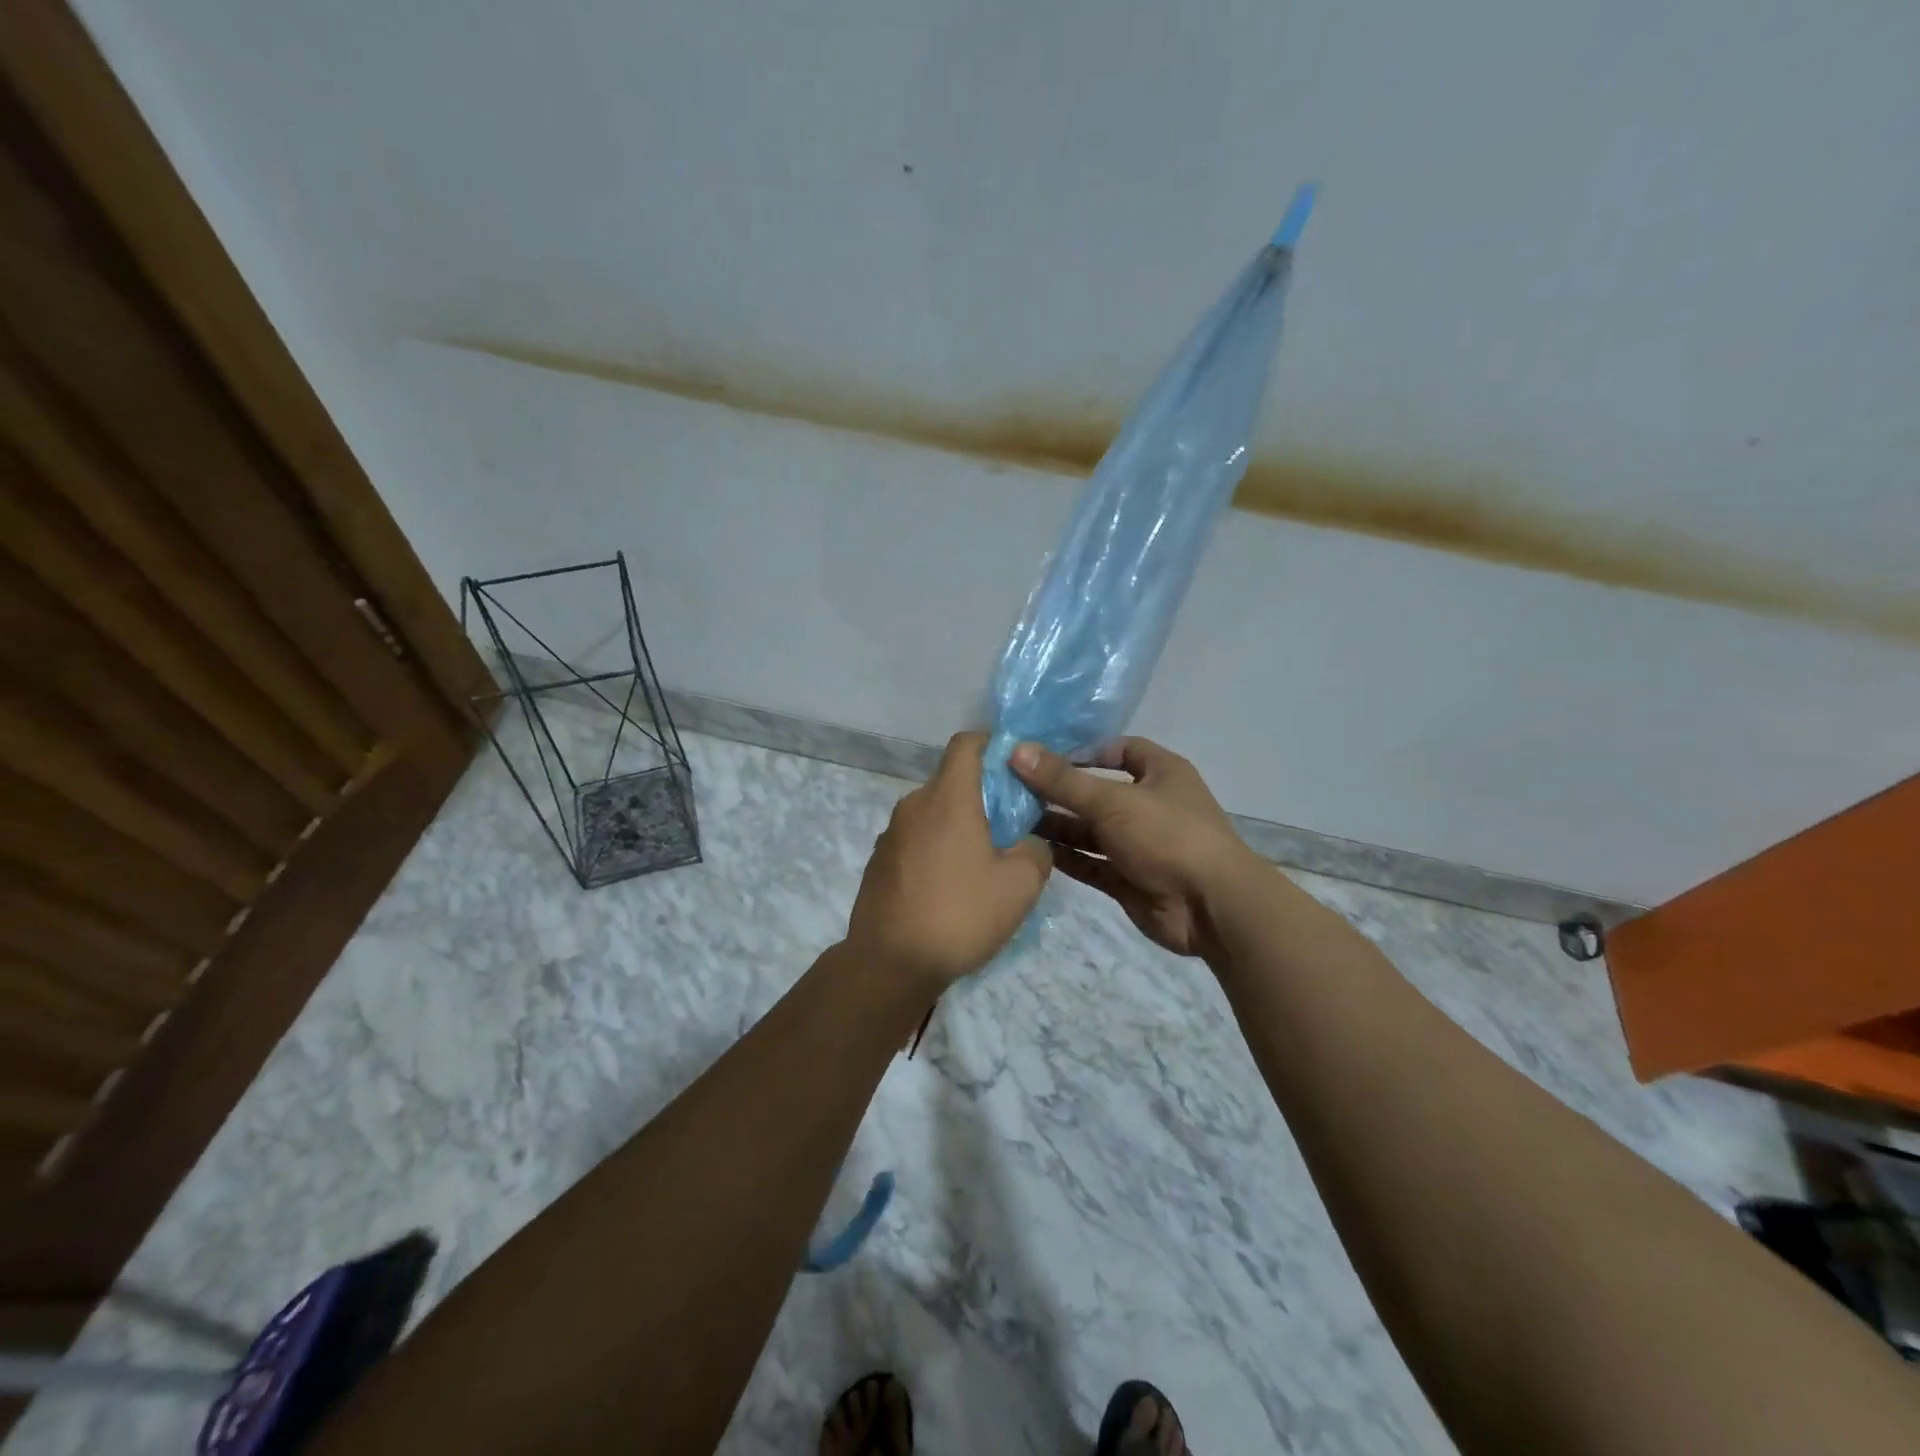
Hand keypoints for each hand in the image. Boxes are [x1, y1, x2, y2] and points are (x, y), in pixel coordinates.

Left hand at [845, 732, 1052, 988]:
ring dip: (959, 826)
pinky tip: (950, 888)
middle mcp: (914, 805)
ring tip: (982, 865)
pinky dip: (937, 849)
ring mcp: (891, 834)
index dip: (993, 746)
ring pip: (933, 814)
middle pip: (952, 781)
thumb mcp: (1020, 886)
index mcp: (947, 798)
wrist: (889, 963)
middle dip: (983, 795)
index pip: (966, 744)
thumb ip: (1036, 851)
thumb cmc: (959, 914)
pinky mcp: (879, 862)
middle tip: (1011, 828)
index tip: (1016, 769)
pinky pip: (916, 840)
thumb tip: (1028, 843)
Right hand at [1011, 737, 1256, 957]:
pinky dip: (1064, 856)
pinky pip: (1090, 862)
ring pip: (1090, 830)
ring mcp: (1138, 844)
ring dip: (1056, 825)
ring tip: (1011, 818)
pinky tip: (1029, 849)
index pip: (1120, 750)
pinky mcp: (1127, 878)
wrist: (1211, 908)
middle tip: (1012, 788)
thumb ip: (1063, 780)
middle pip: (1097, 792)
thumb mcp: (1113, 801)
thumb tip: (1017, 751)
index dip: (1084, 750)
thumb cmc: (1168, 836)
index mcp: (1160, 773)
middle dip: (1059, 791)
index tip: (1042, 755)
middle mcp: (1149, 805)